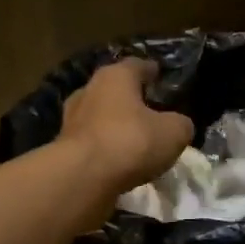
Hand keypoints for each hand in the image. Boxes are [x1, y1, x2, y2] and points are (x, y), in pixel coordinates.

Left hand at [59, 57, 194, 194]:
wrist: (83, 178)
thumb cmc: (131, 142)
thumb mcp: (173, 133)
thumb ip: (180, 124)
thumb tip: (179, 125)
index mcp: (115, 77)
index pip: (137, 65)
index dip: (151, 71)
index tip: (160, 76)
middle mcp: (89, 90)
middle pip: (114, 90)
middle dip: (130, 99)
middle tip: (149, 110)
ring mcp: (72, 119)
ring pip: (100, 116)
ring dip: (115, 125)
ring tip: (134, 139)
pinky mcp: (64, 147)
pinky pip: (92, 142)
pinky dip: (105, 148)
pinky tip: (118, 160)